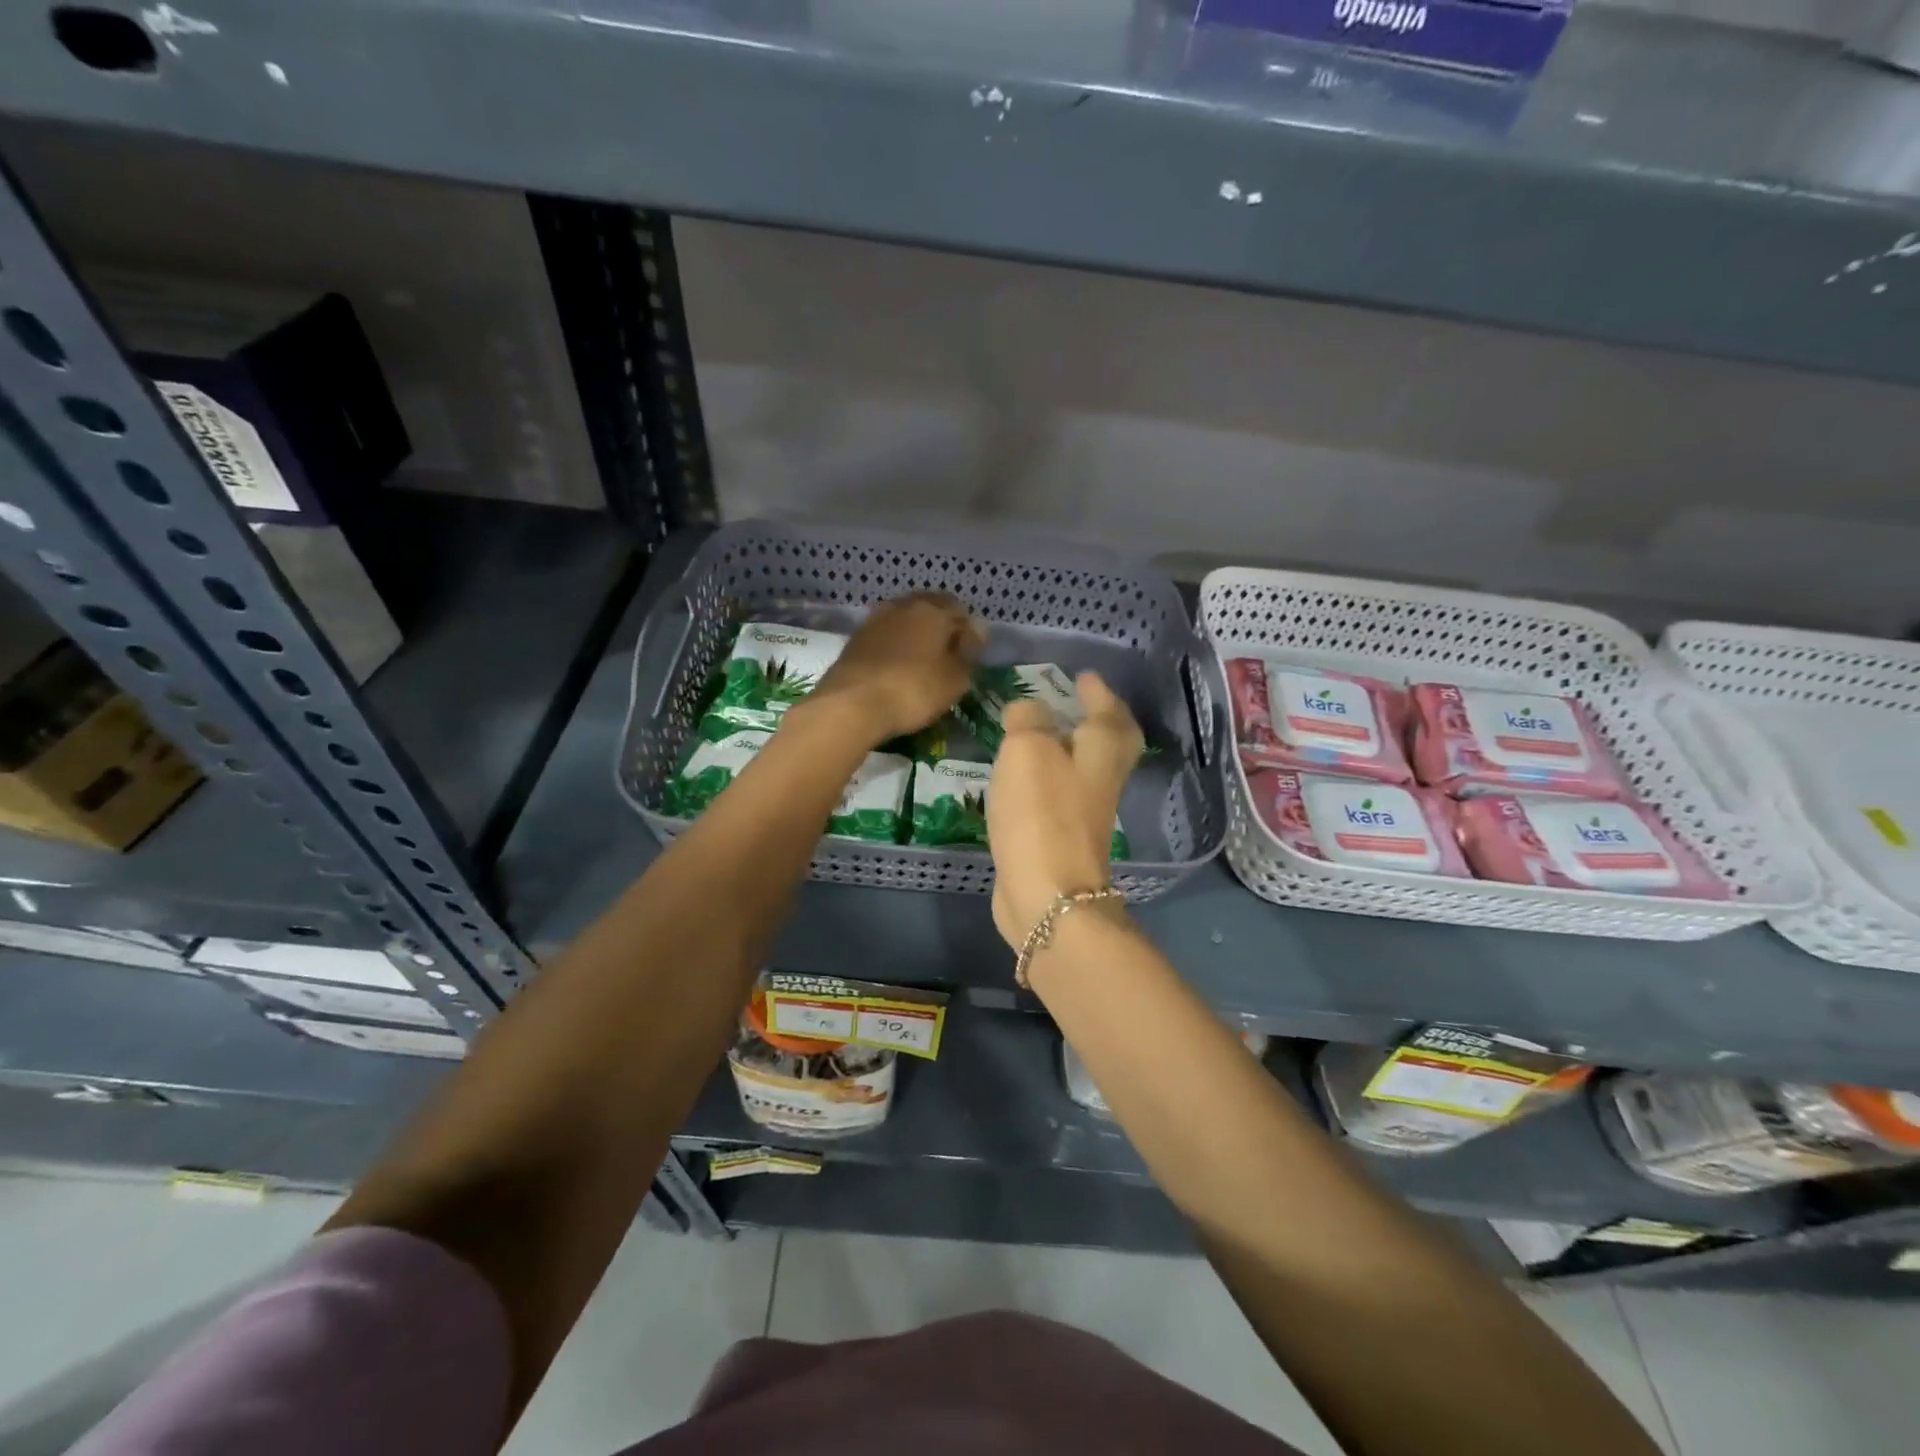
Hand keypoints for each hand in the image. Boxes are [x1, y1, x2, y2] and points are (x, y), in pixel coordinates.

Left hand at [808, 593, 981, 746]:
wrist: (851, 704)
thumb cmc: (914, 690)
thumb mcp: (955, 678)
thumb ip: (968, 651)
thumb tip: (975, 629)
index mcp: (932, 610)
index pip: (958, 609)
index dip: (967, 630)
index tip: (969, 653)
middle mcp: (902, 606)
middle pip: (929, 609)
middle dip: (940, 628)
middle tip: (946, 657)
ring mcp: (875, 620)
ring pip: (904, 620)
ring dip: (915, 635)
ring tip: (921, 662)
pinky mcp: (855, 640)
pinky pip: (884, 636)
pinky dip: (894, 646)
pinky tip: (896, 667)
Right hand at [988, 671, 1143, 947]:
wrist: (1047, 895)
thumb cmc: (1043, 813)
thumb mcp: (1028, 749)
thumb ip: (1028, 720)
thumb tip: (1027, 710)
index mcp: (1101, 753)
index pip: (1110, 713)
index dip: (1099, 693)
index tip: (1084, 677)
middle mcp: (1100, 782)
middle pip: (1110, 745)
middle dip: (1098, 721)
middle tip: (1076, 703)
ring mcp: (1083, 816)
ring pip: (1084, 771)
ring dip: (1068, 749)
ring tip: (1039, 734)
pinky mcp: (1059, 841)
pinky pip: (1058, 797)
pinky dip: (1046, 780)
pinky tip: (1021, 778)